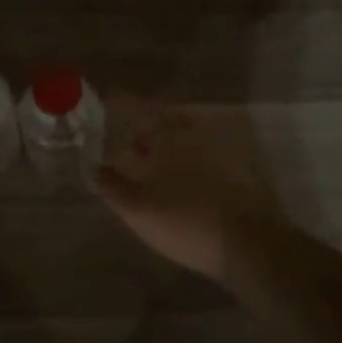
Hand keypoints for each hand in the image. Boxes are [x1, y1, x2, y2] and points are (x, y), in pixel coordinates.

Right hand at [93, 96, 279, 283]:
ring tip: (143, 160)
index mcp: (167, 135)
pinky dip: (180, 162)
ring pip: (180, 139)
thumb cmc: (186, 220)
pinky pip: (196, 157)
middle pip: (160, 121)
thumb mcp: (138, 209)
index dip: (118, 102)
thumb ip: (112, 186)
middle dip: (140, 127)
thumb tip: (92, 168)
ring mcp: (216, 152)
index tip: (104, 99)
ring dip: (160, 145)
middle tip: (122, 137)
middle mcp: (192, 134)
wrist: (248, 243)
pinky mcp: (232, 172)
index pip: (136, 107)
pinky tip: (173, 181)